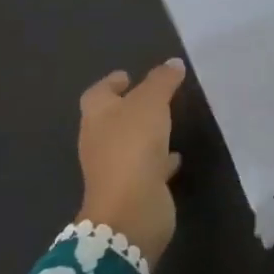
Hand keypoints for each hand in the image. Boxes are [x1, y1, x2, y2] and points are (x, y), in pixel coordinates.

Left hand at [75, 59, 185, 265]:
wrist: (132, 210)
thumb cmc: (133, 145)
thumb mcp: (151, 102)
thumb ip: (162, 80)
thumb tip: (173, 63)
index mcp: (97, 116)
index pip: (98, 92)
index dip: (111, 83)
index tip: (129, 76)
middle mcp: (100, 141)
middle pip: (112, 118)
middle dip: (131, 107)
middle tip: (156, 96)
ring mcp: (114, 168)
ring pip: (130, 143)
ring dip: (146, 133)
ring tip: (169, 121)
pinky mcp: (132, 190)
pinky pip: (146, 167)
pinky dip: (159, 159)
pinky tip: (176, 156)